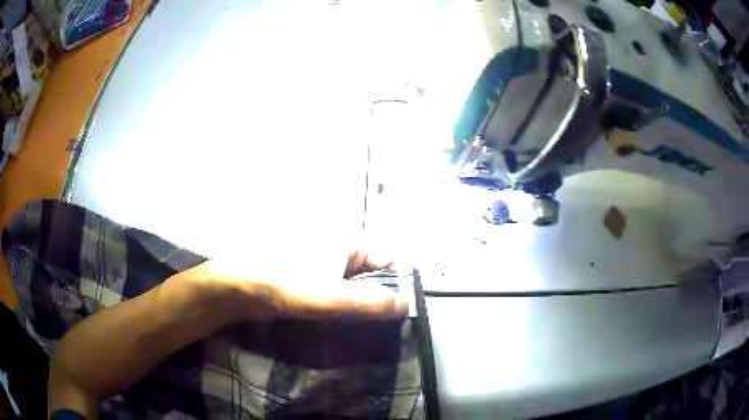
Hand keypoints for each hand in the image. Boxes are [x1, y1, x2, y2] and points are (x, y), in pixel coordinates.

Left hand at [179, 247, 406, 321]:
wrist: (237, 287)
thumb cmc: (286, 285)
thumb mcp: (333, 298)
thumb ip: (373, 302)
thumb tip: (407, 304)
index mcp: (347, 241)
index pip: (388, 260)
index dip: (397, 285)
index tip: (400, 313)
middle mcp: (336, 245)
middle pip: (371, 272)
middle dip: (377, 297)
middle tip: (381, 325)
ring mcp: (320, 259)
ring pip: (352, 283)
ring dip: (358, 303)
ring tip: (362, 327)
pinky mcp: (306, 273)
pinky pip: (333, 288)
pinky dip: (340, 303)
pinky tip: (340, 321)